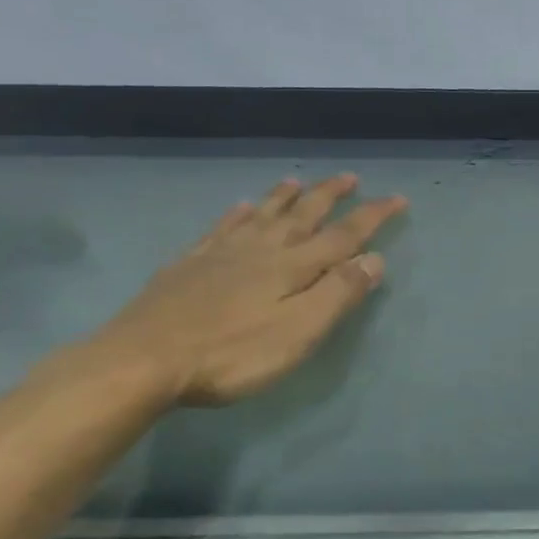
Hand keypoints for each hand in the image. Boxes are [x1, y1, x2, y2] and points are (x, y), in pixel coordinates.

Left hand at [87, 174, 406, 406]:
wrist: (141, 361)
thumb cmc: (232, 353)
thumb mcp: (300, 331)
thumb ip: (339, 293)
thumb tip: (375, 258)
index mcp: (293, 266)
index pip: (344, 235)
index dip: (373, 216)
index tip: (397, 198)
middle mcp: (261, 250)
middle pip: (303, 215)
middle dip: (330, 196)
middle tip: (349, 177)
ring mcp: (221, 255)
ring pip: (261, 215)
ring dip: (283, 197)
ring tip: (297, 181)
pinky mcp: (187, 266)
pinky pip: (219, 230)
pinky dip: (235, 216)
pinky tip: (238, 208)